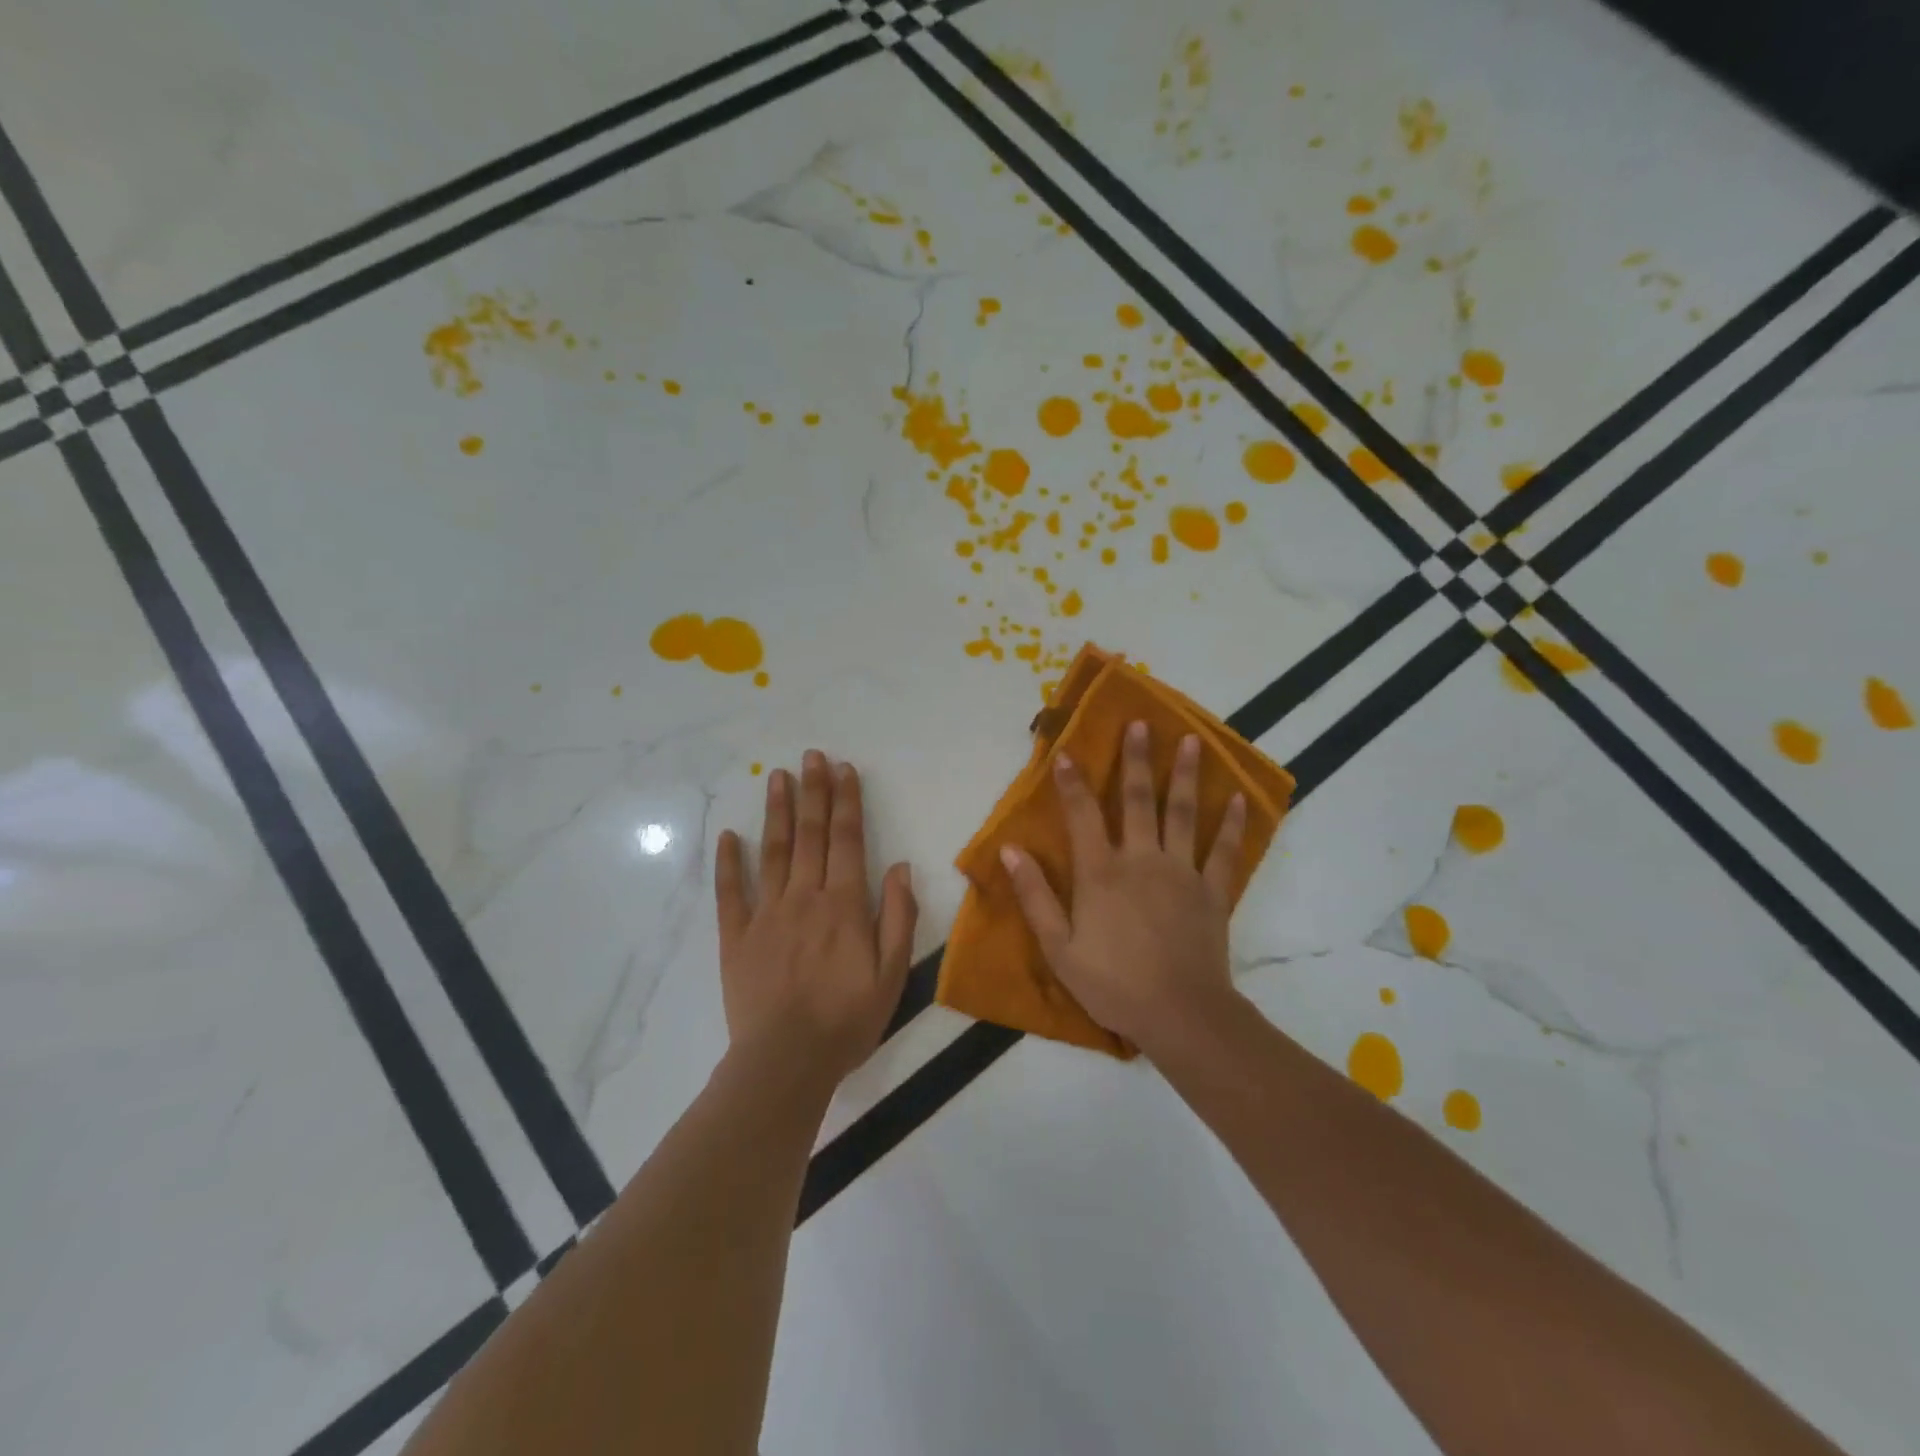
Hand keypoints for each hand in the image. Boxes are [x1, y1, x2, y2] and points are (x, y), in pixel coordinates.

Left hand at [714, 750, 917, 1083]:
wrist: (786, 1061)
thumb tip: (900, 867)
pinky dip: (728, 861)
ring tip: (777, 776)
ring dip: (777, 811)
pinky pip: (730, 891)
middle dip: (813, 791)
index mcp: (844, 904)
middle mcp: (805, 896)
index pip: (848, 839)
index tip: (844, 769)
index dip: (847, 801)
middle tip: (811, 756)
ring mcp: (767, 913)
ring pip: (773, 851)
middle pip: (810, 834)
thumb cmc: (847, 1019)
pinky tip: (728, 834)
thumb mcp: (893, 973)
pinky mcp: (736, 936)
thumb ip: (899, 917)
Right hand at [1000, 721, 1245, 1050]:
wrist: (1180, 1015)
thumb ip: (1034, 896)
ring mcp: (1182, 872)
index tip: (1065, 752)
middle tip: (1141, 723)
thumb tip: (1009, 850)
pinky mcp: (1213, 892)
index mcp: (1101, 873)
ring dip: (1185, 775)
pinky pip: (1223, 851)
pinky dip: (1232, 824)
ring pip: (1183, 813)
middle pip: (1138, 800)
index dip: (1071, 782)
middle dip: (1137, 759)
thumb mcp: (1058, 948)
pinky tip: (1239, 798)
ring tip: (1191, 740)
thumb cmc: (1112, 984)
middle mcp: (1142, 860)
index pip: (1082, 815)